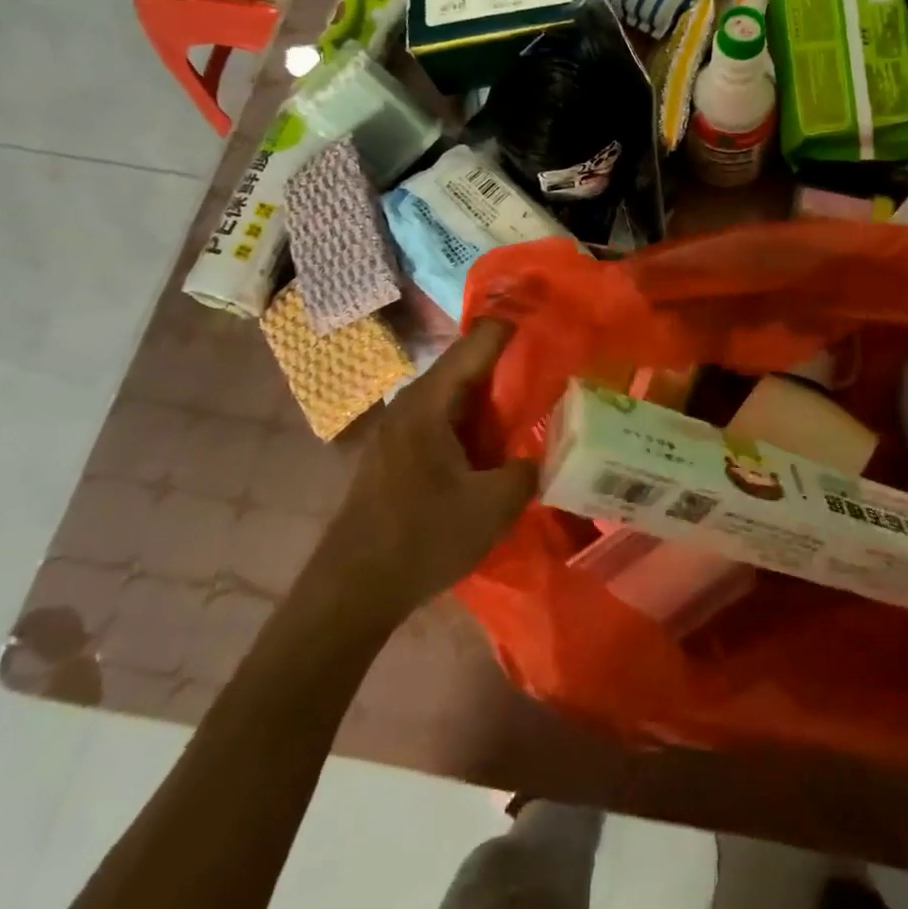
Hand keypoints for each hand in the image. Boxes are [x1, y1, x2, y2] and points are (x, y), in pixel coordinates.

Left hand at [316, 319, 537, 617]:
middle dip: (509, 362)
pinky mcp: (399, 456)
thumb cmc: (422, 538)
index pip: (477, 345)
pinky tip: (499, 442)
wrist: (353, 591)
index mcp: (430, 403)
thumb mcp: (494, 506)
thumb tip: (546, 453)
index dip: (512, 327)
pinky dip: (476, 423)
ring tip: (536, 399)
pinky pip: (446, 422)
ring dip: (493, 398)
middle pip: (467, 368)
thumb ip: (530, 470)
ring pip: (457, 398)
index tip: (549, 317)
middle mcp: (411, 405)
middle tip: (554, 360)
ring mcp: (400, 431)